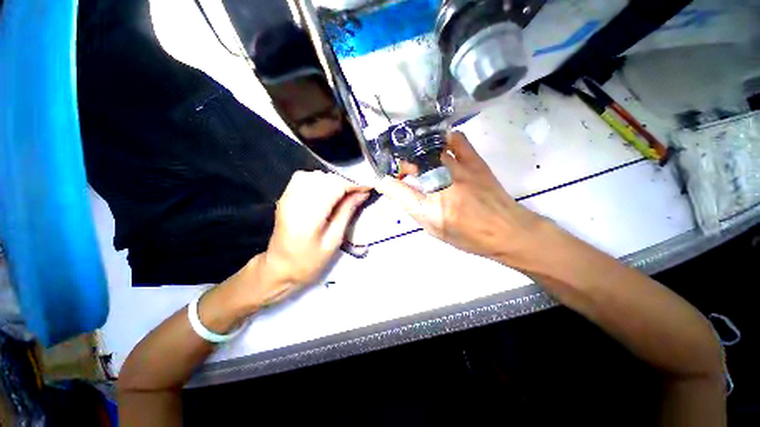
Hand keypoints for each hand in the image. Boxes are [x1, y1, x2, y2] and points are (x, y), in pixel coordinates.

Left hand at [224, 171, 368, 310]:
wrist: (280, 268)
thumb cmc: (309, 261)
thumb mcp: (333, 240)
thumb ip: (347, 212)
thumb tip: (363, 193)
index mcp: (308, 216)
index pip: (334, 187)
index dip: (353, 185)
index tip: (368, 188)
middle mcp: (295, 201)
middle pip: (325, 179)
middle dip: (345, 183)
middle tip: (357, 194)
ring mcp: (287, 197)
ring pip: (315, 175)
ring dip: (333, 182)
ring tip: (343, 194)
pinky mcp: (284, 197)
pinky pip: (303, 177)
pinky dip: (319, 180)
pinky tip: (326, 191)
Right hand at [376, 132, 548, 263]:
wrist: (507, 231)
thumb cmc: (468, 236)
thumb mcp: (435, 229)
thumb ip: (413, 209)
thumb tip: (397, 190)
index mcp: (431, 209)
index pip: (397, 190)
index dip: (386, 183)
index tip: (383, 182)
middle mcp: (443, 186)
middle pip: (411, 164)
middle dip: (400, 167)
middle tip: (402, 175)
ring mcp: (460, 170)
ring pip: (429, 150)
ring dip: (416, 154)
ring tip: (417, 162)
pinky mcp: (475, 161)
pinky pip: (456, 140)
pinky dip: (443, 140)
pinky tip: (439, 148)